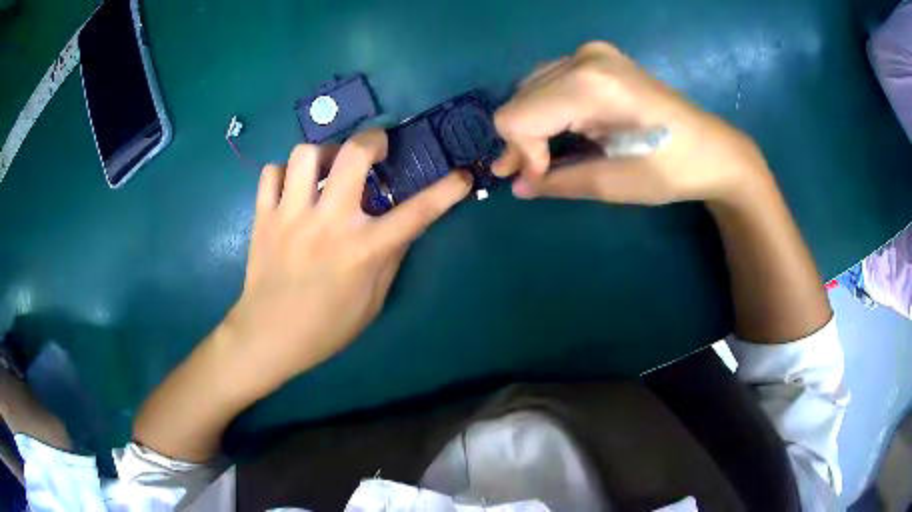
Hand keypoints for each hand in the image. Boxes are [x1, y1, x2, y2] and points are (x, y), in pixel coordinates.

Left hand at [223, 130, 471, 389]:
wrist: (268, 337)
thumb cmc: (326, 328)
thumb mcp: (371, 302)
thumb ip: (390, 259)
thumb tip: (404, 226)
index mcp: (363, 250)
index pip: (417, 213)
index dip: (447, 191)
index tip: (462, 176)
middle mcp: (328, 223)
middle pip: (354, 154)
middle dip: (373, 139)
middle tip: (376, 149)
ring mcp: (291, 215)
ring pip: (306, 154)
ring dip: (324, 153)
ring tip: (328, 168)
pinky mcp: (263, 217)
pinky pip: (271, 173)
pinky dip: (284, 173)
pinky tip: (292, 188)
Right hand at [493, 41, 768, 205]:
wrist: (714, 149)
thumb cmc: (673, 170)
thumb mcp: (615, 184)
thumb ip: (559, 181)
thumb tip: (518, 186)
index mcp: (589, 85)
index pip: (517, 116)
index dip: (521, 154)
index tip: (540, 180)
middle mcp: (583, 58)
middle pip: (520, 99)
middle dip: (523, 141)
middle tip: (536, 174)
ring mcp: (592, 53)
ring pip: (531, 88)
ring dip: (532, 124)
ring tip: (545, 156)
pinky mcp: (600, 57)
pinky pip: (551, 81)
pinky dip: (547, 109)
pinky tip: (562, 130)